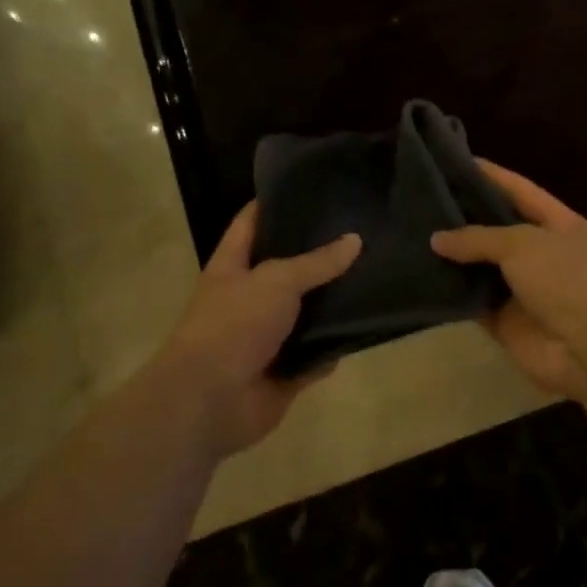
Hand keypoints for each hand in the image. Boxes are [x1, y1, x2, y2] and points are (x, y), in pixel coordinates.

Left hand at [150, 203, 360, 457]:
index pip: (250, 224)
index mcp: (232, 268)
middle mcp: (248, 298)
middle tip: (360, 231)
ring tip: (374, 275)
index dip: (273, 204)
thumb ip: (317, 262)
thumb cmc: (234, 324)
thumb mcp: (277, 280)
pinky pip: (317, 356)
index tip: (308, 187)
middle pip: (286, 270)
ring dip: (333, 304)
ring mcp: (266, 337)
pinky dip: (335, 348)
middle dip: (318, 255)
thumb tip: (355, 240)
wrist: (211, 400)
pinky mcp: (284, 372)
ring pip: (306, 314)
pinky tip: (366, 329)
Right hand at [431, 161, 586, 400]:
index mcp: (558, 224)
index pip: (518, 190)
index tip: (452, 160)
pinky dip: (451, 295)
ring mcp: (523, 290)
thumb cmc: (568, 280)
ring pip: (480, 268)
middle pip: (495, 229)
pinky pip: (473, 303)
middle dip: (462, 217)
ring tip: (408, 236)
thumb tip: (438, 238)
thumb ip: (479, 237)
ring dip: (451, 258)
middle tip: (417, 201)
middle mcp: (541, 253)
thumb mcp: (524, 244)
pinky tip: (418, 279)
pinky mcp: (506, 323)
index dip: (489, 175)